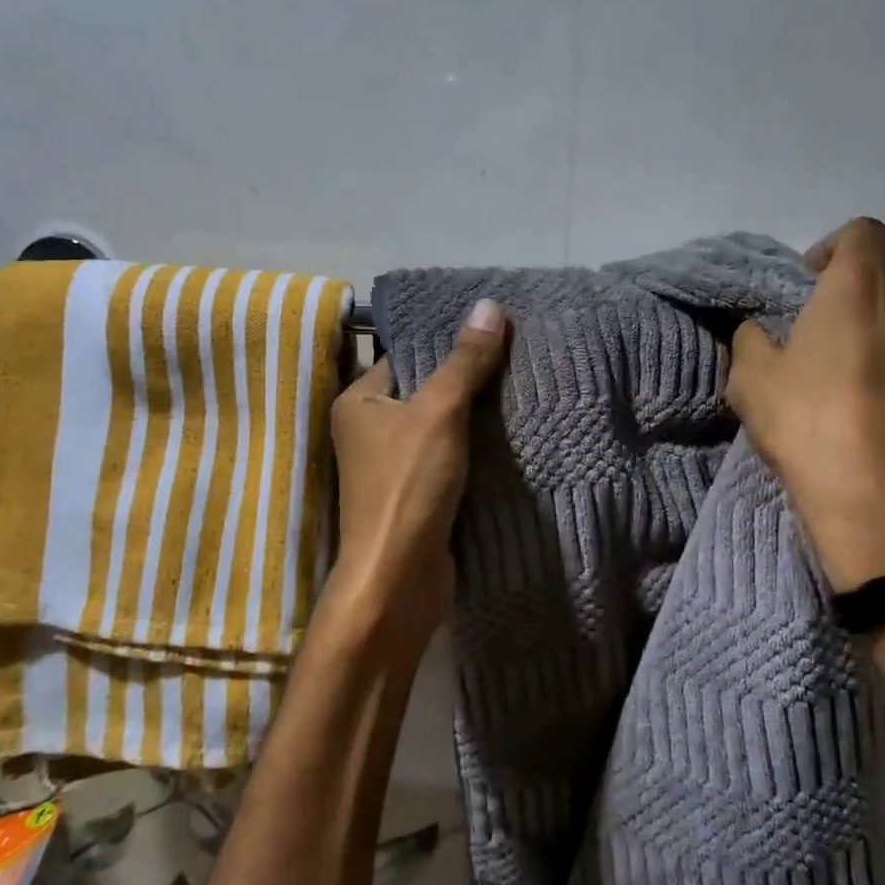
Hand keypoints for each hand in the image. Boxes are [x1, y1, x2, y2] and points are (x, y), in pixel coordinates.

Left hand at [328, 300, 509, 649]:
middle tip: (519, 357)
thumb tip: (490, 305)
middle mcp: (371, 430)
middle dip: (469, 380)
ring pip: (442, 428)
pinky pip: (450, 459)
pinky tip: (513, 435)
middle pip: (428, 392)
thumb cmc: (407, 485)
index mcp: (360, 402)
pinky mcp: (418, 495)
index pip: (408, 357)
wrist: (399, 579)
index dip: (449, 344)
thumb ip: (465, 361)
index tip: (495, 331)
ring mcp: (394, 466)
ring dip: (477, 417)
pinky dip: (476, 449)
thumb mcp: (439, 412)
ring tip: (524, 388)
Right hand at [727, 218, 884, 591]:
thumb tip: (761, 330)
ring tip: (874, 374)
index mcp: (861, 286)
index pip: (862, 232)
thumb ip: (751, 338)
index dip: (835, 249)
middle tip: (836, 338)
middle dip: (865, 296)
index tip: (813, 283)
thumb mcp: (750, 381)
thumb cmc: (810, 426)